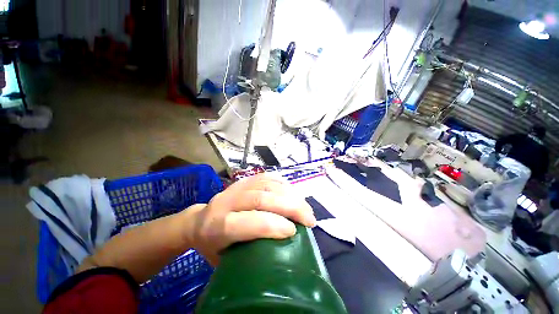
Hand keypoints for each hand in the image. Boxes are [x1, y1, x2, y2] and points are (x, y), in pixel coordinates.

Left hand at [185, 174, 315, 264]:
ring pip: (267, 185)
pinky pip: (266, 176)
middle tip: (309, 219)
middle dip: (291, 207)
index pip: (250, 221)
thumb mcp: (225, 259)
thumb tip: (284, 248)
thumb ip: (252, 253)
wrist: (197, 220)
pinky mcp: (243, 179)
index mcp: (218, 226)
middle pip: (262, 198)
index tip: (294, 232)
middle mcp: (227, 201)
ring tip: (305, 207)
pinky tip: (293, 192)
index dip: (275, 225)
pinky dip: (283, 183)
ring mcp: (236, 186)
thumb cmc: (212, 245)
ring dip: (291, 195)